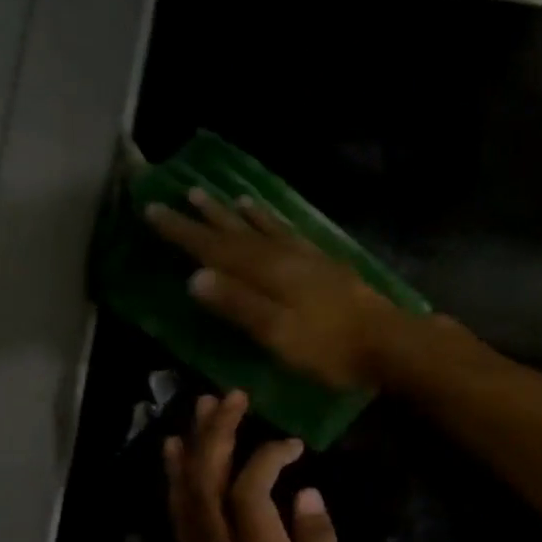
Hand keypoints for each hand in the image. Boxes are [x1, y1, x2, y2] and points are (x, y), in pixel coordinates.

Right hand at [145, 188, 403, 388]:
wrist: (389, 343)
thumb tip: (195, 278)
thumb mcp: (279, 334)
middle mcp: (283, 256)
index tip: (152, 210)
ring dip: (238, 214)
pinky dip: (273, 222)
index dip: (183, 232)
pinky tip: (271, 219)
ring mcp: (307, 258)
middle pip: (237, 232)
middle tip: (179, 194)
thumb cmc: (330, 348)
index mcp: (267, 273)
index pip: (215, 249)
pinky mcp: (326, 265)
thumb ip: (239, 305)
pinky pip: (290, 233)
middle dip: (205, 217)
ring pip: (264, 228)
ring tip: (218, 196)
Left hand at [164, 390, 352, 541]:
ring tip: (206, 404)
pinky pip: (176, 507)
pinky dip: (175, 473)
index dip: (267, 457)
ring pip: (187, 487)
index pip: (250, 491)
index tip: (293, 444)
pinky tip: (177, 447)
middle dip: (220, 432)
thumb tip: (309, 495)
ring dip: (196, 442)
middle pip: (209, 478)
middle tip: (234, 395)